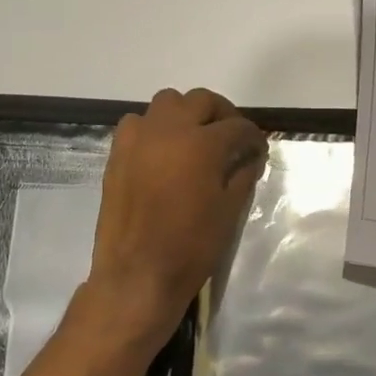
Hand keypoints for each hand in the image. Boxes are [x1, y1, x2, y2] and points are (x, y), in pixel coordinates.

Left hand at [87, 87, 267, 348]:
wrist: (137, 275)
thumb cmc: (192, 246)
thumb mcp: (230, 210)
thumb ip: (243, 174)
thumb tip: (251, 156)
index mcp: (202, 144)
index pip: (238, 126)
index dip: (253, 137)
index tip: (258, 150)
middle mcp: (169, 130)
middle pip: (201, 100)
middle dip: (222, 114)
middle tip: (231, 138)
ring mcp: (139, 138)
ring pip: (167, 102)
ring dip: (186, 114)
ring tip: (195, 139)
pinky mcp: (117, 153)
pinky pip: (138, 123)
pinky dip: (155, 128)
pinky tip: (164, 153)